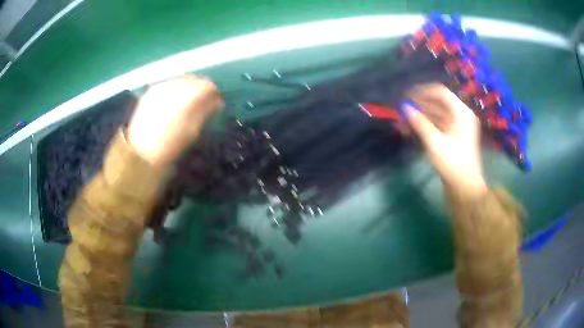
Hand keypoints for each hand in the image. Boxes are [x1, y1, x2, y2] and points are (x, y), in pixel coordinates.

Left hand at [127, 75, 223, 167]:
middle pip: (194, 80)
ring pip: (181, 81)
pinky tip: (174, 104)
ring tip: (188, 105)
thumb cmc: (169, 146)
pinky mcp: (151, 92)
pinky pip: (169, 85)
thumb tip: (217, 101)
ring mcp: (160, 87)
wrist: (139, 152)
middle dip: (201, 90)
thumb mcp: (192, 131)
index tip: (216, 105)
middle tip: (203, 104)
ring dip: (188, 90)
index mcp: (187, 96)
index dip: (214, 94)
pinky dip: (176, 91)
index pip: (207, 85)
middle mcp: (174, 85)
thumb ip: (205, 111)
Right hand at [402, 83, 486, 196]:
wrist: (465, 188)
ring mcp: (458, 126)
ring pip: (436, 114)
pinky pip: (438, 125)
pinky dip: (426, 126)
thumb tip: (405, 107)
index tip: (406, 96)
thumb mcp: (435, 143)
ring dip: (420, 117)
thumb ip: (420, 123)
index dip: (422, 91)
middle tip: (402, 112)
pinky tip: (412, 130)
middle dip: (419, 106)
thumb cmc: (453, 164)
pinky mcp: (454, 136)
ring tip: (403, 123)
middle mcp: (460, 115)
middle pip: (438, 103)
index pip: (440, 92)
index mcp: (461, 112)